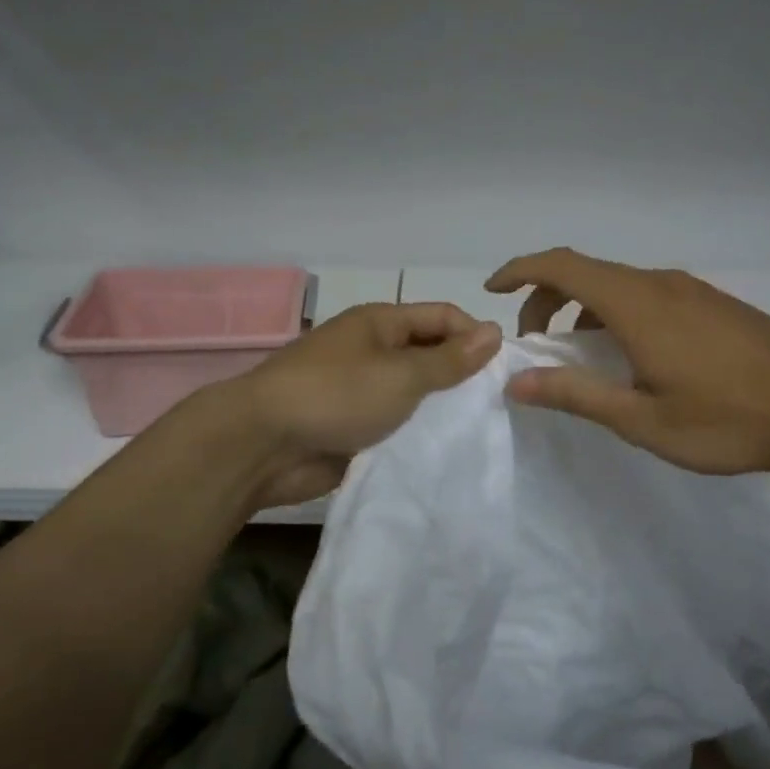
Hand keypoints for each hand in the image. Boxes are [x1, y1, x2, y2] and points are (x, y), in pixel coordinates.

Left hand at [238, 302, 502, 506]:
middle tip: (499, 404)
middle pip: (429, 354)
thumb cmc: (336, 396)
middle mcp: (372, 350)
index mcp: (381, 323)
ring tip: (480, 430)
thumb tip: (494, 331)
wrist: (263, 445)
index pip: (442, 317)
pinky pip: (394, 424)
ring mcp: (360, 390)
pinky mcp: (352, 426)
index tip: (506, 370)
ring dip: (439, 408)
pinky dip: (416, 433)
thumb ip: (449, 359)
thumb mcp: (401, 374)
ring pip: (413, 393)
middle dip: (461, 375)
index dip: (476, 336)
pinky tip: (445, 451)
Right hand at [485, 248, 769, 475]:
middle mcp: (661, 284)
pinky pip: (649, 295)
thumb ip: (575, 396)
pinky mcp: (716, 304)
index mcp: (637, 305)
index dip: (521, 271)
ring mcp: (693, 291)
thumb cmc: (727, 420)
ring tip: (580, 355)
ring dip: (585, 309)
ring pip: (620, 285)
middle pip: (587, 273)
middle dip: (547, 299)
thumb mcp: (641, 419)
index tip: (493, 290)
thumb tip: (516, 382)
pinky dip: (618, 313)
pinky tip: (633, 356)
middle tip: (535, 344)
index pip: (562, 266)